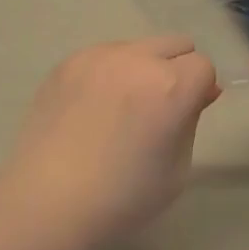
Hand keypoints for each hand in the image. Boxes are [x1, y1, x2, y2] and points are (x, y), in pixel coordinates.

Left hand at [0, 36, 218, 244]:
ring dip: (142, 68)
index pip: (203, 65)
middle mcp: (138, 59)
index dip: (199, 90)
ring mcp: (99, 56)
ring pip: (139, 47)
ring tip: (119, 110)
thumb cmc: (120, 199)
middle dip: (177, 70)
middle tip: (157, 108)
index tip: (186, 115)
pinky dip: (109, 74)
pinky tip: (91, 110)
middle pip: (176, 44)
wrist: (45, 205)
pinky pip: (104, 55)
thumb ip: (192, 120)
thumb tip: (201, 92)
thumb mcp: (177, 169)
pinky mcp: (69, 61)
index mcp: (170, 86)